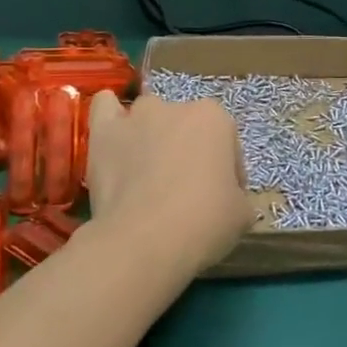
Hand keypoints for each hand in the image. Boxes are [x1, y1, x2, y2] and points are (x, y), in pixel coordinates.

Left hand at [84, 91, 255, 276]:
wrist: (146, 239)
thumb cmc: (204, 222)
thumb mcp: (242, 214)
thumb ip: (237, 195)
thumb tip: (226, 199)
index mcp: (214, 118)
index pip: (227, 143)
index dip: (226, 172)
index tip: (221, 199)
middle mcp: (175, 106)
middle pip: (186, 128)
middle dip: (187, 152)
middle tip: (184, 191)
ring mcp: (137, 116)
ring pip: (148, 117)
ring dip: (151, 137)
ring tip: (146, 173)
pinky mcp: (104, 132)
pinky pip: (105, 107)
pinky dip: (110, 116)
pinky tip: (114, 136)